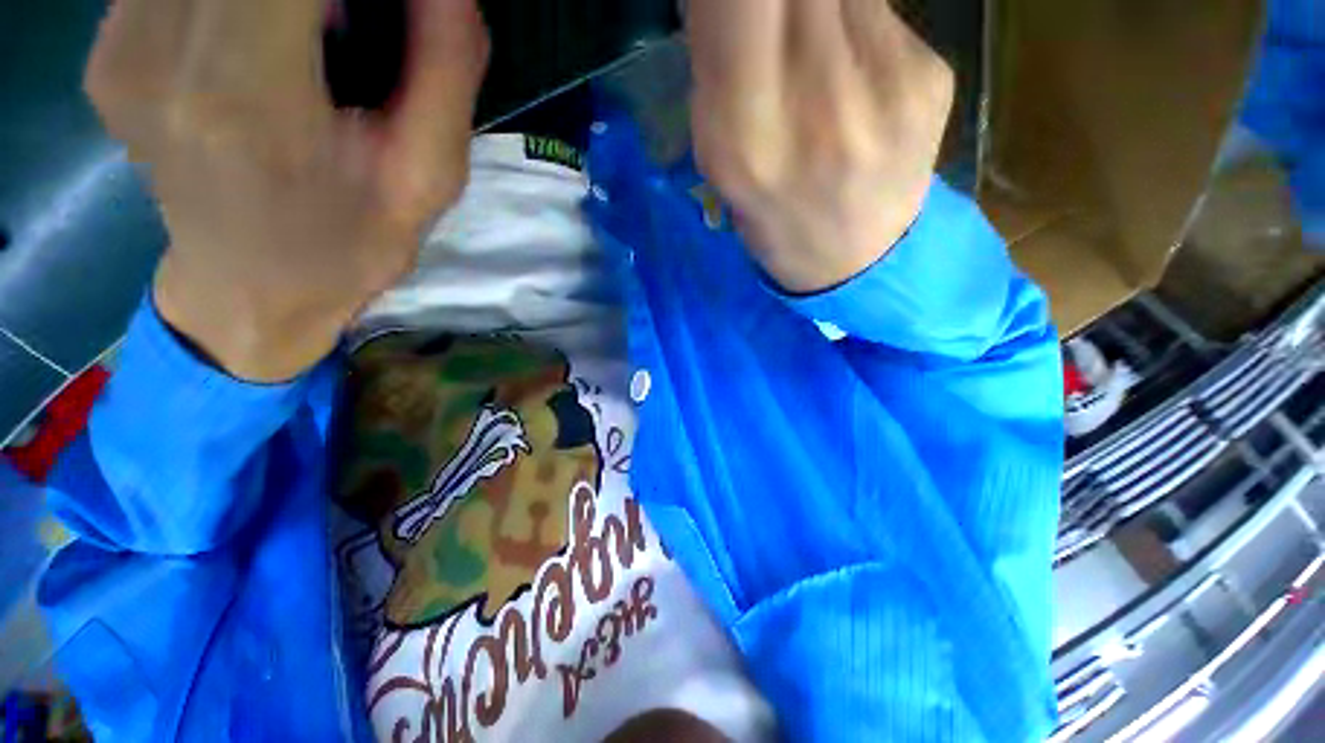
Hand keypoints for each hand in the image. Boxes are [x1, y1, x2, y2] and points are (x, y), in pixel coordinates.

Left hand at [87, 0, 488, 380]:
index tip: (397, 7)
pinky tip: (266, 28)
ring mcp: (119, 45)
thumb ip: (445, 65)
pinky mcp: (107, 45)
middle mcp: (160, 51)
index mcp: (250, 94)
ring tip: (321, 32)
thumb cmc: (353, 244)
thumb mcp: (431, 175)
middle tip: (360, 25)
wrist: (253, 290)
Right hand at [686, 0, 952, 293]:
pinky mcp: (933, 76)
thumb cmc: (773, 222)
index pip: (740, 3)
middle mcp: (820, 98)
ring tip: (812, 64)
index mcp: (749, 134)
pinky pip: (880, 15)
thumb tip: (725, 0)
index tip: (731, 13)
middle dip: (773, 5)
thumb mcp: (719, 160)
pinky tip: (853, 81)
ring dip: (813, 10)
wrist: (854, 264)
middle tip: (770, 33)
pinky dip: (854, 28)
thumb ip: (719, 68)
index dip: (733, 0)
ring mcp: (887, 82)